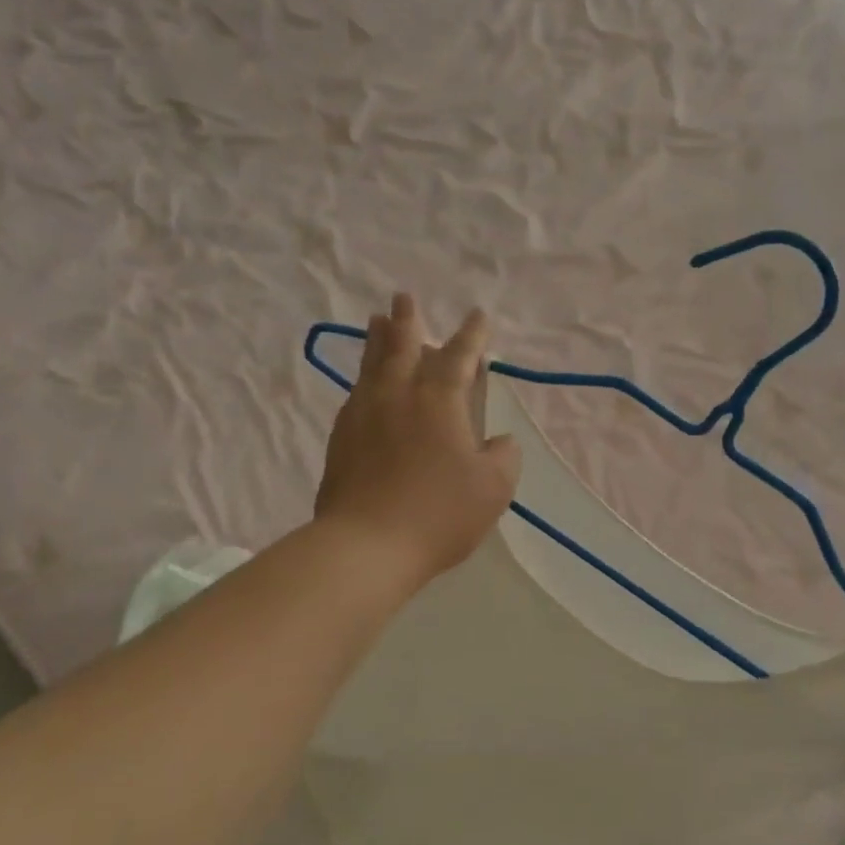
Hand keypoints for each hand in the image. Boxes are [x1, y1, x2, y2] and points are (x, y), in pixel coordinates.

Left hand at [315, 295, 521, 586]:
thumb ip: (503, 456)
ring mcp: (363, 414)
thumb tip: (498, 440)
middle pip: (402, 346)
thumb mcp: (493, 487)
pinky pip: (356, 394)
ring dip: (377, 340)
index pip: (459, 356)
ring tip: (375, 321)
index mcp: (439, 399)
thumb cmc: (439, 514)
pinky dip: (364, 378)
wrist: (366, 545)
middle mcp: (398, 395)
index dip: (472, 336)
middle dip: (407, 321)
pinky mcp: (341, 438)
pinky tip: (364, 385)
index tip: (478, 315)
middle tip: (403, 298)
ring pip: (371, 365)